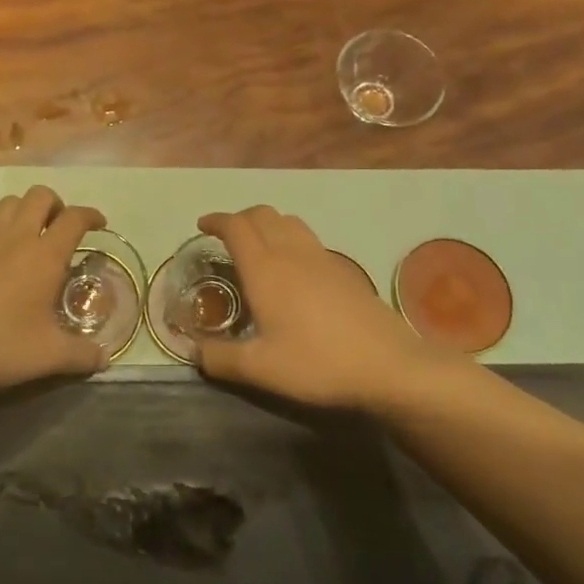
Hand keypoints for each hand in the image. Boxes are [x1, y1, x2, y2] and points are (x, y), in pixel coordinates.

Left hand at [0, 186, 107, 400]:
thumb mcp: (48, 357)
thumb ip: (82, 355)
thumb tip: (104, 357)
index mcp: (45, 256)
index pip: (75, 219)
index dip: (90, 216)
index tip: (98, 224)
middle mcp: (16, 235)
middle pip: (40, 196)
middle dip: (55, 205)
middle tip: (58, 228)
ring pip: (8, 202)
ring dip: (23, 211)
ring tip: (24, 233)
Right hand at [195, 206, 435, 411]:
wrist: (389, 365)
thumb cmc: (318, 362)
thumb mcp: (261, 369)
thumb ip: (220, 359)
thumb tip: (194, 350)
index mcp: (265, 268)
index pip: (236, 226)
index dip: (216, 220)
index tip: (203, 226)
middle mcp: (291, 252)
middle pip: (262, 214)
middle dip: (239, 218)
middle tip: (226, 237)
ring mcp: (322, 257)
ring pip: (289, 221)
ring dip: (267, 223)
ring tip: (258, 245)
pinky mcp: (344, 269)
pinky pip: (308, 238)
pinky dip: (290, 238)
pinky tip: (293, 268)